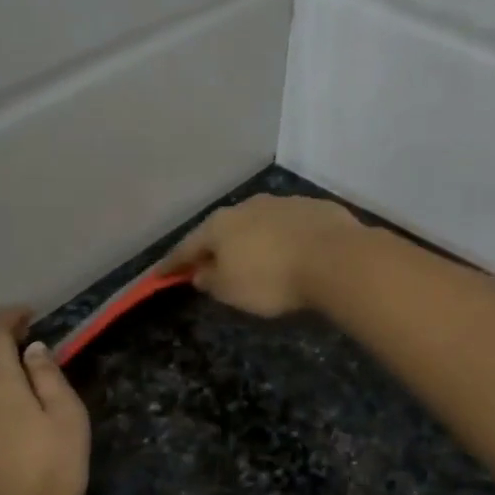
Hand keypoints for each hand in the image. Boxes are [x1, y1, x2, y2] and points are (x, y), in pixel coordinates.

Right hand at [160, 195, 360, 318]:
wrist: (335, 258)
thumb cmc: (271, 279)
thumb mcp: (231, 291)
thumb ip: (210, 280)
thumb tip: (200, 272)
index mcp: (219, 226)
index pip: (187, 247)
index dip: (173, 263)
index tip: (160, 275)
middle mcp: (247, 206)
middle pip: (222, 230)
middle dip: (214, 247)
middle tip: (209, 264)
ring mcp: (282, 203)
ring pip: (256, 223)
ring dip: (250, 239)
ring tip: (252, 258)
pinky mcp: (313, 208)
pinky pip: (287, 226)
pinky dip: (281, 238)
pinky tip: (288, 251)